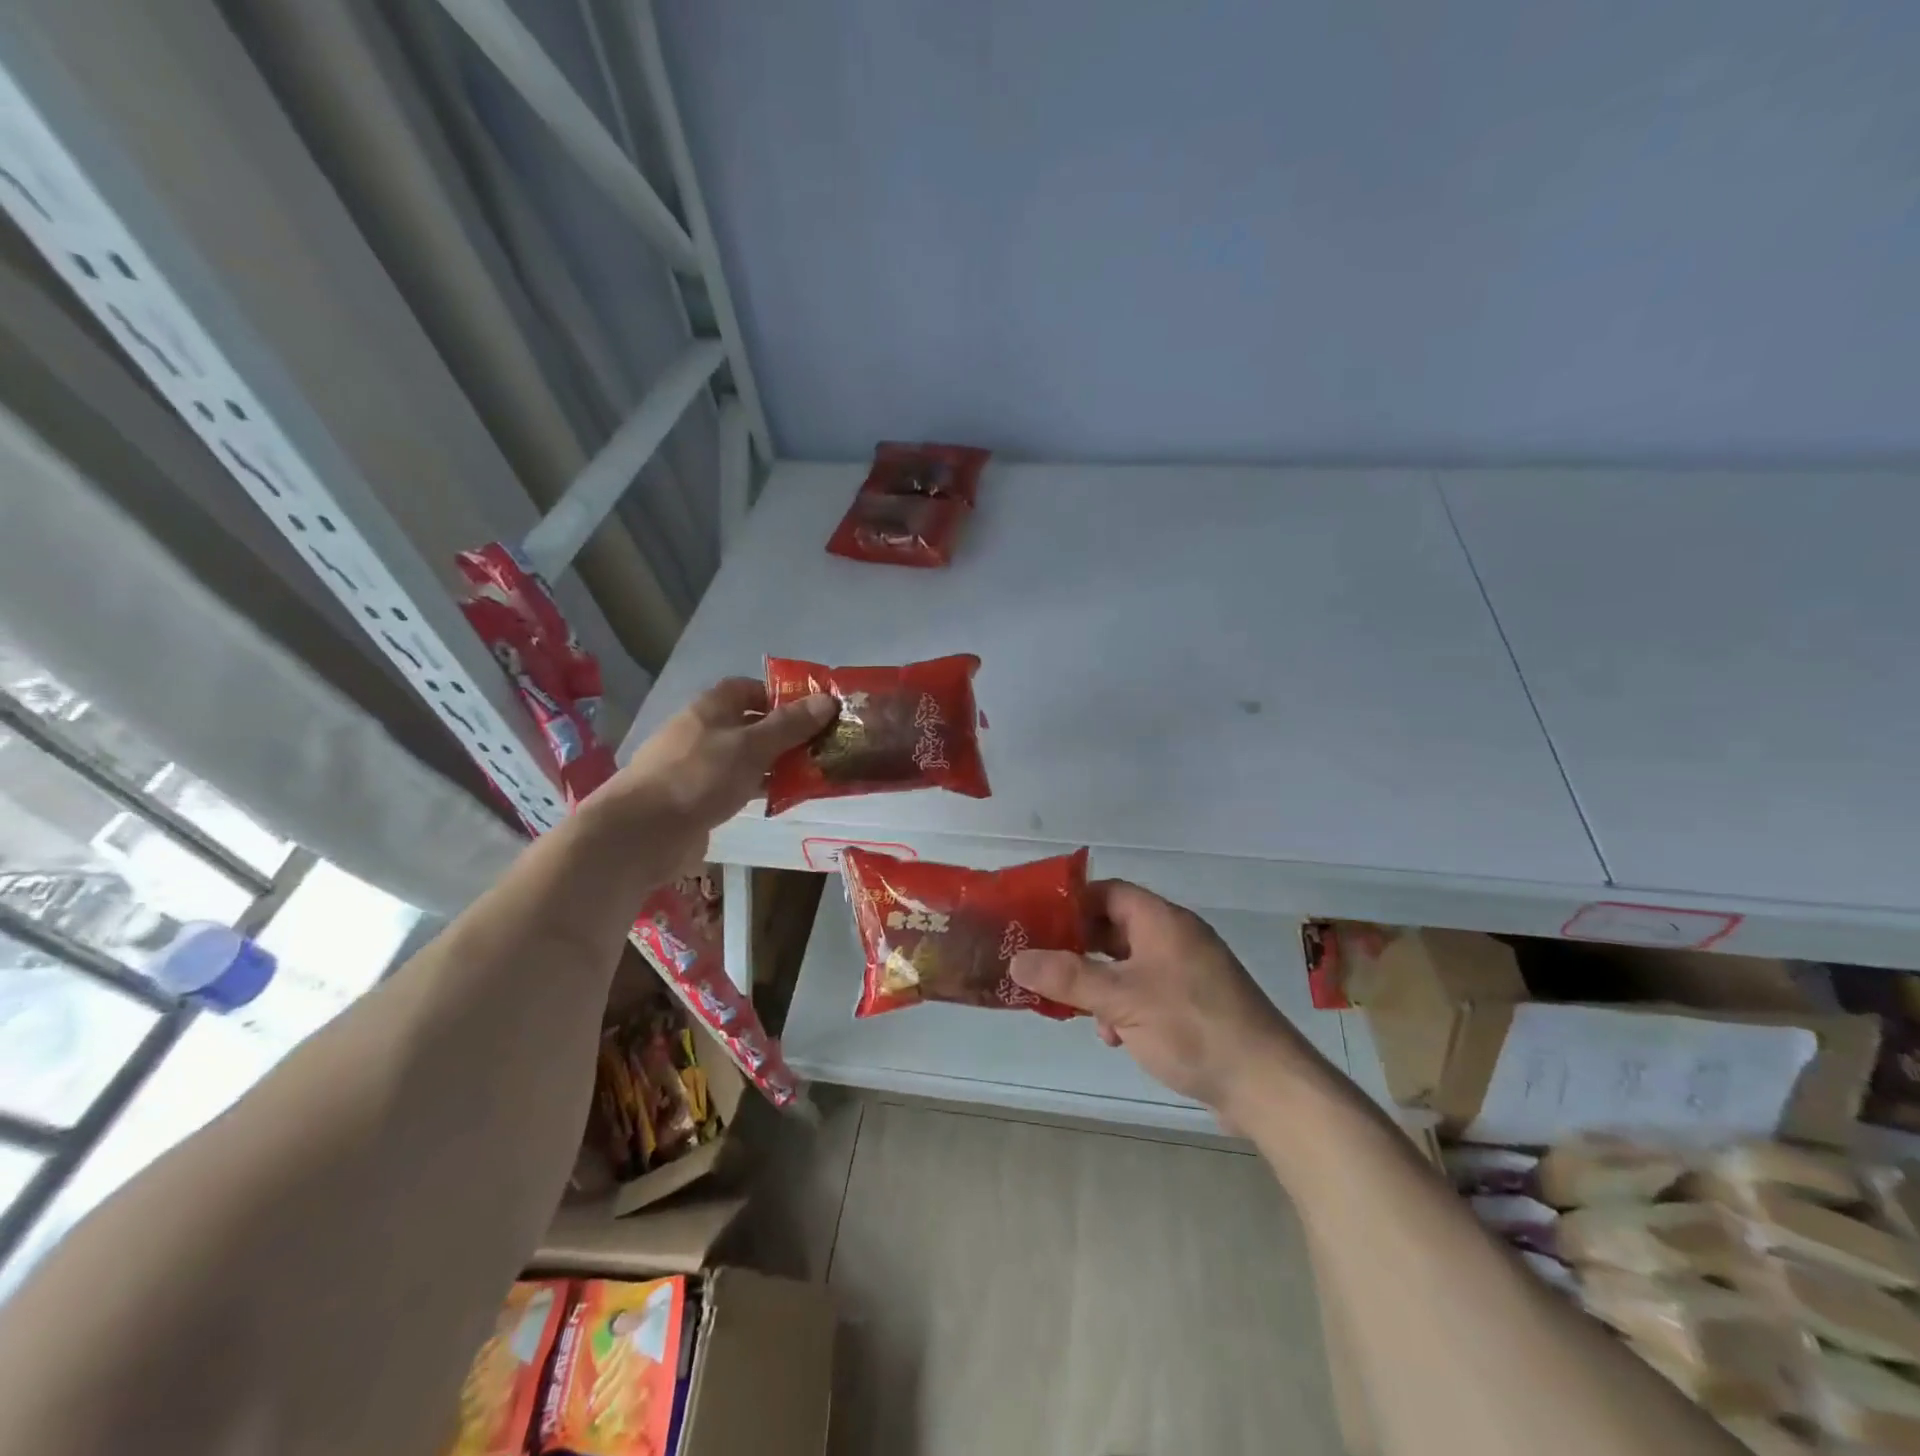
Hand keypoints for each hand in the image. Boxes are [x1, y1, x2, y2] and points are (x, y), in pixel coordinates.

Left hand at [600, 677, 835, 832]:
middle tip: (823, 745)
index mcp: (712, 707)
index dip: (780, 695)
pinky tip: (783, 798)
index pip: (749, 688)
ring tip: (813, 773)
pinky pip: (736, 785)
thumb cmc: (699, 776)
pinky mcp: (697, 798)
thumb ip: (790, 725)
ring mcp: (698, 766)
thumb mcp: (752, 746)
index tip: (813, 711)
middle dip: (785, 733)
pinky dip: (759, 787)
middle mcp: (703, 731)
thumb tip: (828, 700)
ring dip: (775, 763)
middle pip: (750, 723)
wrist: (643, 832)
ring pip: (745, 757)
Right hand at [1010, 880, 1309, 1122]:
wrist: (1267, 1086)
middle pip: (1115, 929)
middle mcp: (1175, 939)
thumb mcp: (1122, 1000)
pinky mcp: (1194, 1006)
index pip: (1109, 892)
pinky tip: (1114, 1036)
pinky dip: (1124, 1006)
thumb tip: (1017, 959)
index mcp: (1162, 921)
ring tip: (1073, 1008)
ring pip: (1128, 965)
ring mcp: (1188, 973)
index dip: (1072, 902)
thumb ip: (1068, 978)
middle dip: (1079, 948)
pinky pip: (1146, 992)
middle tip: (1042, 964)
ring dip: (1099, 984)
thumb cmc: (1192, 1027)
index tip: (1036, 920)